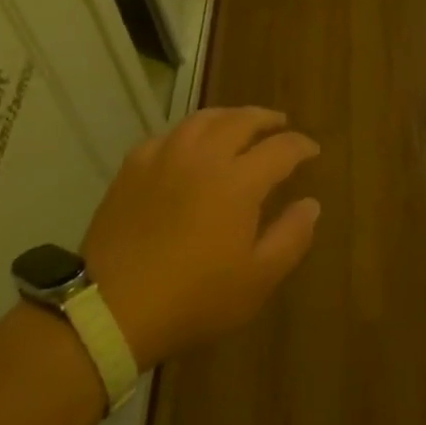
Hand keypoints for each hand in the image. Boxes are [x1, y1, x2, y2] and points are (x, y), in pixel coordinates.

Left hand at [82, 107, 320, 368]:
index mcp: (239, 181)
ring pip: (203, 119)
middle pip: (241, 120)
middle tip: (279, 124)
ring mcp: (165, 156)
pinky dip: (189, 132)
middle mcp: (204, 156)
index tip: (312, 150)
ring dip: (228, 116)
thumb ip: (291, 237)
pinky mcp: (133, 166)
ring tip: (238, 124)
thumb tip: (311, 204)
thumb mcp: (257, 280)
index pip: (280, 148)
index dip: (300, 146)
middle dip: (266, 119)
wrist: (113, 308)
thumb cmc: (194, 299)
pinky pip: (168, 134)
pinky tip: (189, 144)